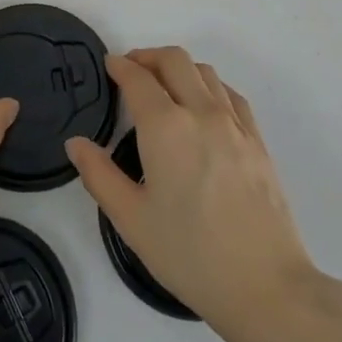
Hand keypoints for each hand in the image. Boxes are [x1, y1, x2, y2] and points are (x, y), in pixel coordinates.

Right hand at [66, 48, 320, 335]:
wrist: (264, 285)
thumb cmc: (190, 254)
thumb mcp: (132, 220)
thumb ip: (99, 175)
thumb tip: (77, 143)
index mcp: (166, 127)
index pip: (138, 78)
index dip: (120, 66)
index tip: (109, 65)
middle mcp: (202, 112)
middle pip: (174, 60)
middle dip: (148, 57)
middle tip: (131, 70)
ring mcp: (235, 123)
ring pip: (205, 71)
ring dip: (179, 68)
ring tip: (164, 86)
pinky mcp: (257, 139)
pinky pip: (230, 94)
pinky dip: (209, 85)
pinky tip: (203, 106)